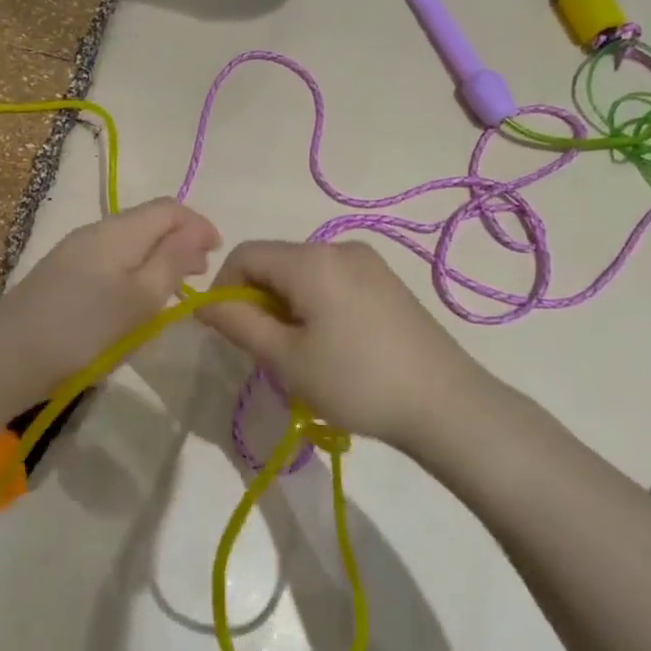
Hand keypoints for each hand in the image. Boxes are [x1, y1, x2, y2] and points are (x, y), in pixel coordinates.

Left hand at [0, 198, 220, 385]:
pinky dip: (135, 270)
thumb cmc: (85, 328)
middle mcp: (96, 231)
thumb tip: (196, 232)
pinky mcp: (62, 274)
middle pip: (148, 221)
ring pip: (129, 242)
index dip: (199, 224)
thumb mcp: (141, 297)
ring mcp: (75, 251)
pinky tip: (135, 299)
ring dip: (158, 257)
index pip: (169, 208)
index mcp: (119, 230)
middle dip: (180, 240)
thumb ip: (173, 260)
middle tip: (199, 274)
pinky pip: (111, 259)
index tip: (217, 255)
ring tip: (172, 289)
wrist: (8, 355)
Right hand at [197, 240, 487, 451]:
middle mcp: (339, 247)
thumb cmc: (356, 381)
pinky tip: (333, 345)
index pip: (245, 254)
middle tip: (267, 351)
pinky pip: (332, 280)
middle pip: (276, 262)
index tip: (227, 332)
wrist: (445, 403)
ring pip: (303, 273)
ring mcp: (369, 262)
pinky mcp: (387, 281)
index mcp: (311, 259)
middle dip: (258, 300)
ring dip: (286, 305)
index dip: (223, 288)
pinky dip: (315, 304)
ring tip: (301, 353)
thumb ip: (239, 324)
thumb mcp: (286, 358)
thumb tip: (205, 303)